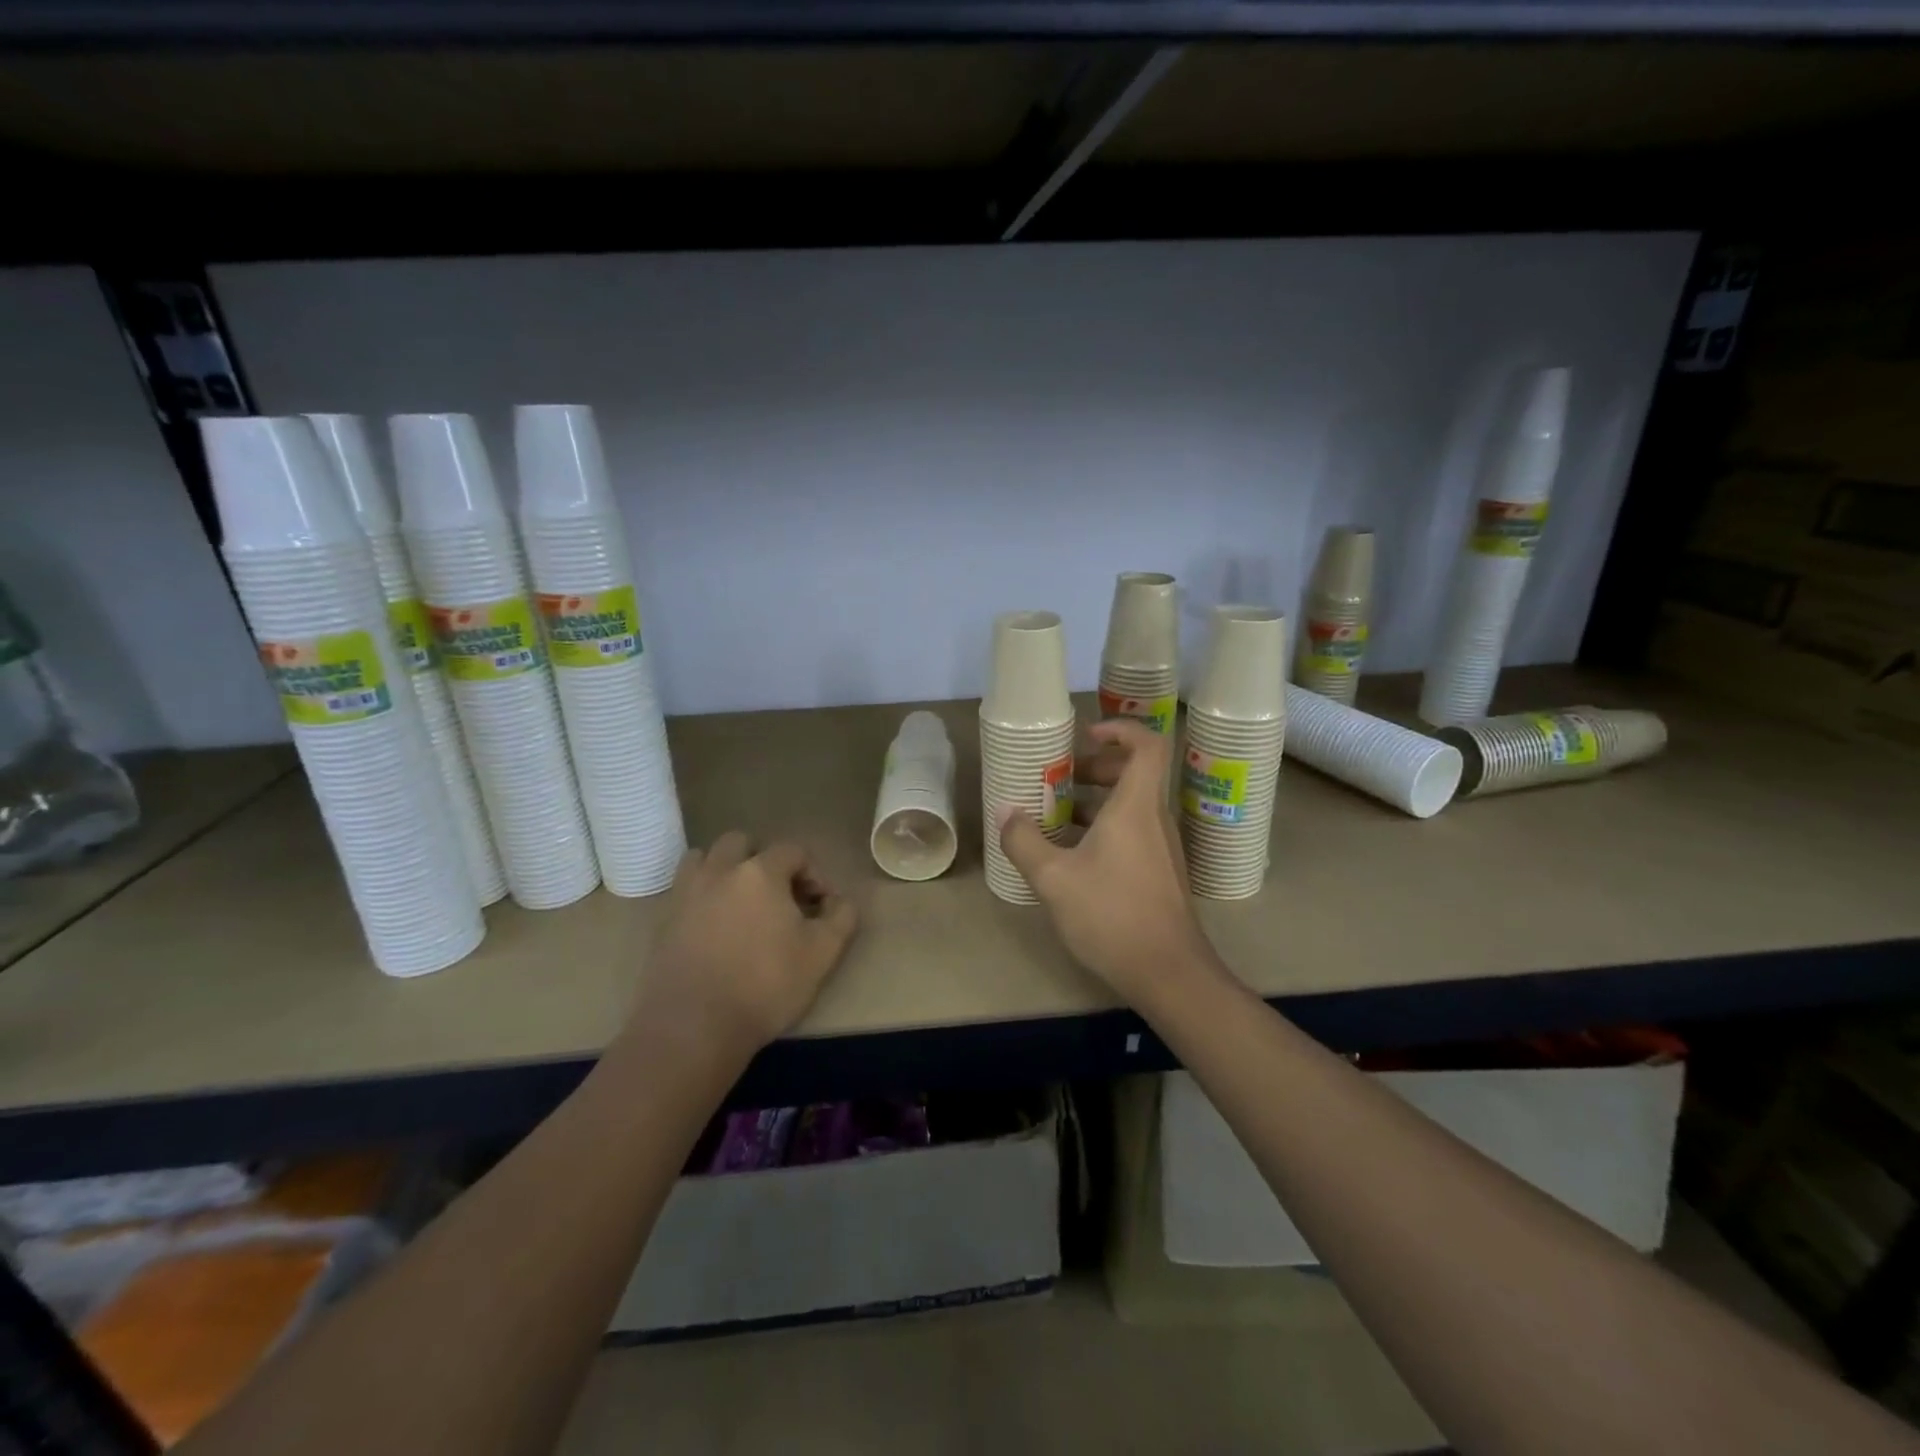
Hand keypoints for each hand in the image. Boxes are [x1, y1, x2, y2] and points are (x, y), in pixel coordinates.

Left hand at [636, 833, 858, 1054]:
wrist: (693, 1027)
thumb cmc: (765, 985)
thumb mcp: (822, 954)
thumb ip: (841, 917)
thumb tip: (839, 901)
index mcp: (760, 872)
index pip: (793, 851)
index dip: (813, 873)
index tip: (819, 906)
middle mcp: (720, 871)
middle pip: (741, 842)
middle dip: (763, 860)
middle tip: (777, 895)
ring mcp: (686, 893)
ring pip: (704, 859)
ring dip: (724, 869)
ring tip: (739, 902)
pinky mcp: (663, 920)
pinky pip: (684, 890)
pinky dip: (701, 895)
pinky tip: (713, 926)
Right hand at [999, 718, 1215, 1003]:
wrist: (1169, 973)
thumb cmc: (1112, 914)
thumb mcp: (1054, 878)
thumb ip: (1025, 841)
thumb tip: (1005, 811)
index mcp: (1136, 807)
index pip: (1147, 745)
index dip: (1120, 729)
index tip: (1086, 735)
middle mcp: (1154, 819)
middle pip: (1134, 773)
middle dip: (1095, 768)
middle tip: (1059, 779)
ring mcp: (1161, 848)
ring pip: (1132, 806)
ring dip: (1095, 802)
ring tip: (1055, 817)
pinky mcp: (1160, 873)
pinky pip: (1133, 832)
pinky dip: (1104, 829)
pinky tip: (1072, 857)